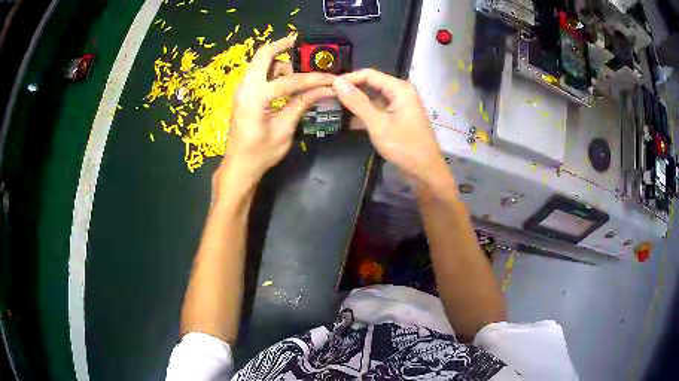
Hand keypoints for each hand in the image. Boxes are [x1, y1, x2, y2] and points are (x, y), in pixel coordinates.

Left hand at [220, 36, 335, 186]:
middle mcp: (245, 87)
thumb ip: (302, 104)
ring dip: (280, 61)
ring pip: (260, 62)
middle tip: (303, 44)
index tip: (332, 78)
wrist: (239, 166)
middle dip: (284, 46)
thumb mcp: (285, 129)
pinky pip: (258, 73)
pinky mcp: (243, 94)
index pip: (290, 80)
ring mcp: (241, 89)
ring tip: (299, 74)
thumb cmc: (260, 153)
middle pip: (264, 54)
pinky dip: (272, 71)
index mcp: (255, 97)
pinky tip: (286, 82)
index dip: (314, 79)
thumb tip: (327, 90)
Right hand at [332, 69, 447, 183]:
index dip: (348, 78)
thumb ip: (357, 102)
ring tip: (334, 107)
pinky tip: (348, 121)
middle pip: (372, 84)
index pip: (369, 74)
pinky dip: (365, 114)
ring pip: (374, 98)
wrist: (425, 172)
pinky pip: (379, 110)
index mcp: (400, 89)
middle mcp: (401, 92)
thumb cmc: (404, 147)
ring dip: (357, 103)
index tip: (328, 85)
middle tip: (329, 97)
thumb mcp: (377, 124)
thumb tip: (337, 82)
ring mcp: (401, 106)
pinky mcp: (399, 118)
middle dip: (352, 90)